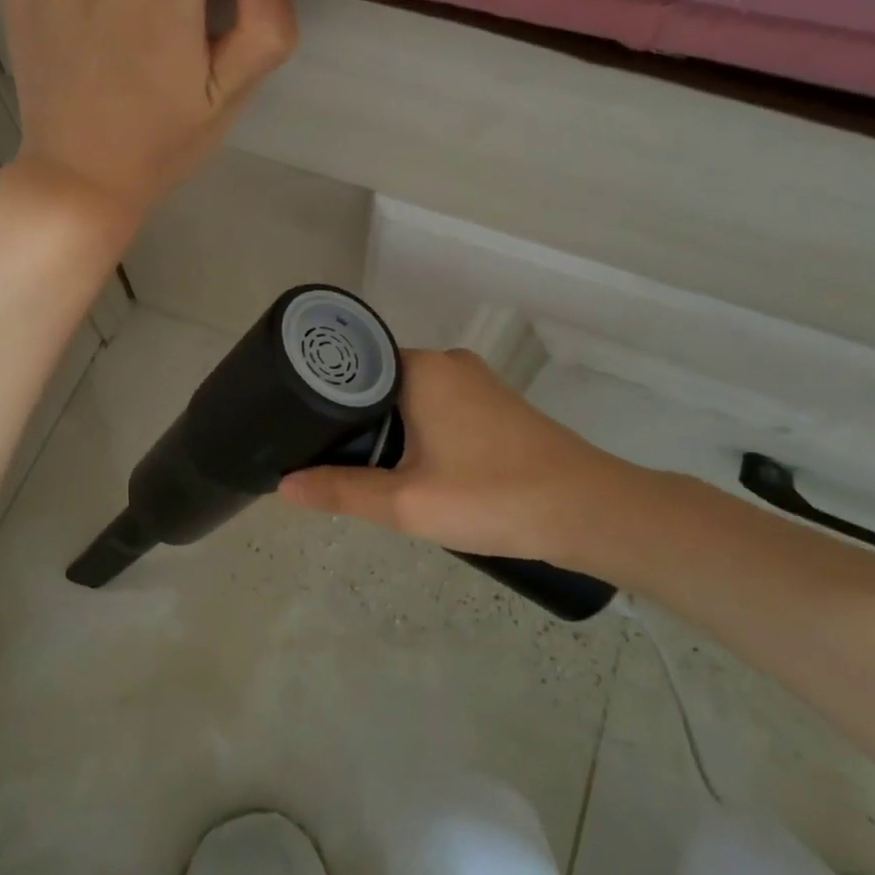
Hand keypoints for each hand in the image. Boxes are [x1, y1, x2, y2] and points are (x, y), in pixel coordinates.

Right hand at [278, 349, 664, 570]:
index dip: (322, 396)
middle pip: (379, 382)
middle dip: (354, 419)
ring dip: (388, 429)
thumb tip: (284, 486)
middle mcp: (447, 362)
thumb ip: (341, 491)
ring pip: (410, 398)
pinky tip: (411, 468)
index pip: (353, 365)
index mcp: (422, 368)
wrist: (590, 512)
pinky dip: (417, 432)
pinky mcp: (496, 406)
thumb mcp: (406, 502)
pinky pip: (437, 408)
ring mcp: (476, 383)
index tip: (297, 426)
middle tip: (325, 457)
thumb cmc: (492, 497)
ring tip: (360, 467)